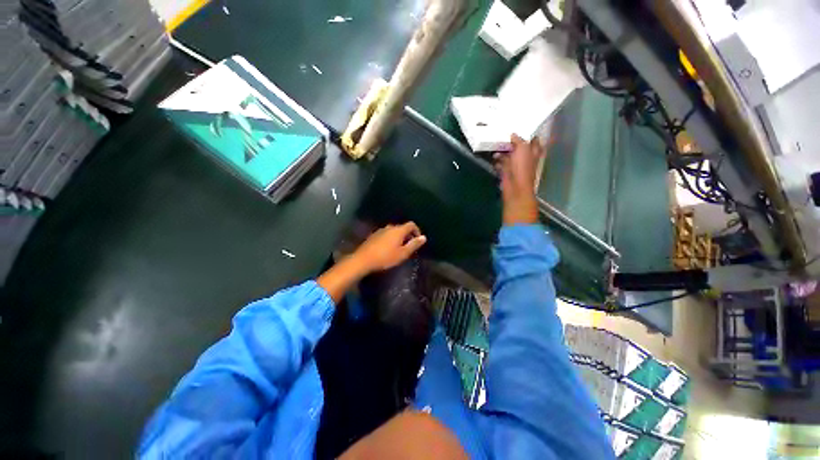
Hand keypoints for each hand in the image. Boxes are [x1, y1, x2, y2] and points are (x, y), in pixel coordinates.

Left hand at [352, 222, 426, 273]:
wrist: (363, 260)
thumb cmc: (386, 257)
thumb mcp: (403, 253)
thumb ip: (414, 244)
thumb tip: (424, 237)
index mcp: (398, 230)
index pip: (411, 224)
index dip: (417, 230)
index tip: (418, 240)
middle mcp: (390, 227)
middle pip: (402, 227)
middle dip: (408, 235)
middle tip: (409, 246)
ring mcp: (380, 231)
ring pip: (393, 231)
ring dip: (398, 237)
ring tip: (399, 248)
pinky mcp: (373, 235)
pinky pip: (386, 234)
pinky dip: (390, 239)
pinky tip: (388, 249)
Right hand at [494, 134, 543, 224]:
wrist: (515, 187)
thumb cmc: (522, 167)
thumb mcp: (523, 148)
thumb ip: (518, 140)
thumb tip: (513, 134)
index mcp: (534, 151)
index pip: (534, 140)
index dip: (529, 135)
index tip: (521, 128)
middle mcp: (526, 158)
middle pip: (520, 148)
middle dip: (512, 142)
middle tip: (504, 135)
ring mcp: (516, 166)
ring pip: (509, 155)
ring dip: (503, 151)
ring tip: (496, 145)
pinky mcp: (507, 172)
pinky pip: (501, 164)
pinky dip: (497, 161)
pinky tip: (493, 157)